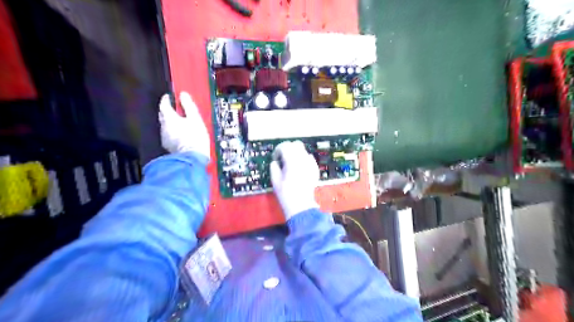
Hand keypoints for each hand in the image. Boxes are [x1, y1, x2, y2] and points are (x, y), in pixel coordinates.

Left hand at [158, 91, 209, 157]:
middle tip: (176, 108)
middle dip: (168, 110)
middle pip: (163, 115)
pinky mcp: (169, 146)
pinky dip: (173, 131)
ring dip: (171, 122)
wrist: (193, 157)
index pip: (164, 104)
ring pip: (166, 125)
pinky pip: (169, 135)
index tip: (170, 96)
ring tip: (181, 122)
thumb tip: (183, 95)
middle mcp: (164, 127)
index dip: (167, 99)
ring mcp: (165, 137)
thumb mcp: (195, 118)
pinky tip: (181, 134)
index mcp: (169, 118)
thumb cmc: (195, 138)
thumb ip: (188, 105)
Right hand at [269, 141, 317, 220]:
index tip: (276, 156)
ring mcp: (311, 164)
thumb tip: (275, 162)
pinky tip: (299, 168)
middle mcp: (303, 160)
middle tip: (282, 157)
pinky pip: (309, 158)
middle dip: (288, 148)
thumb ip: (274, 167)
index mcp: (292, 161)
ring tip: (290, 163)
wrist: (301, 205)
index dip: (278, 149)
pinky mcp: (315, 169)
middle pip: (296, 144)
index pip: (285, 146)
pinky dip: (303, 159)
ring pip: (303, 150)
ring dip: (296, 153)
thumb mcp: (275, 180)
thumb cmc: (286, 194)